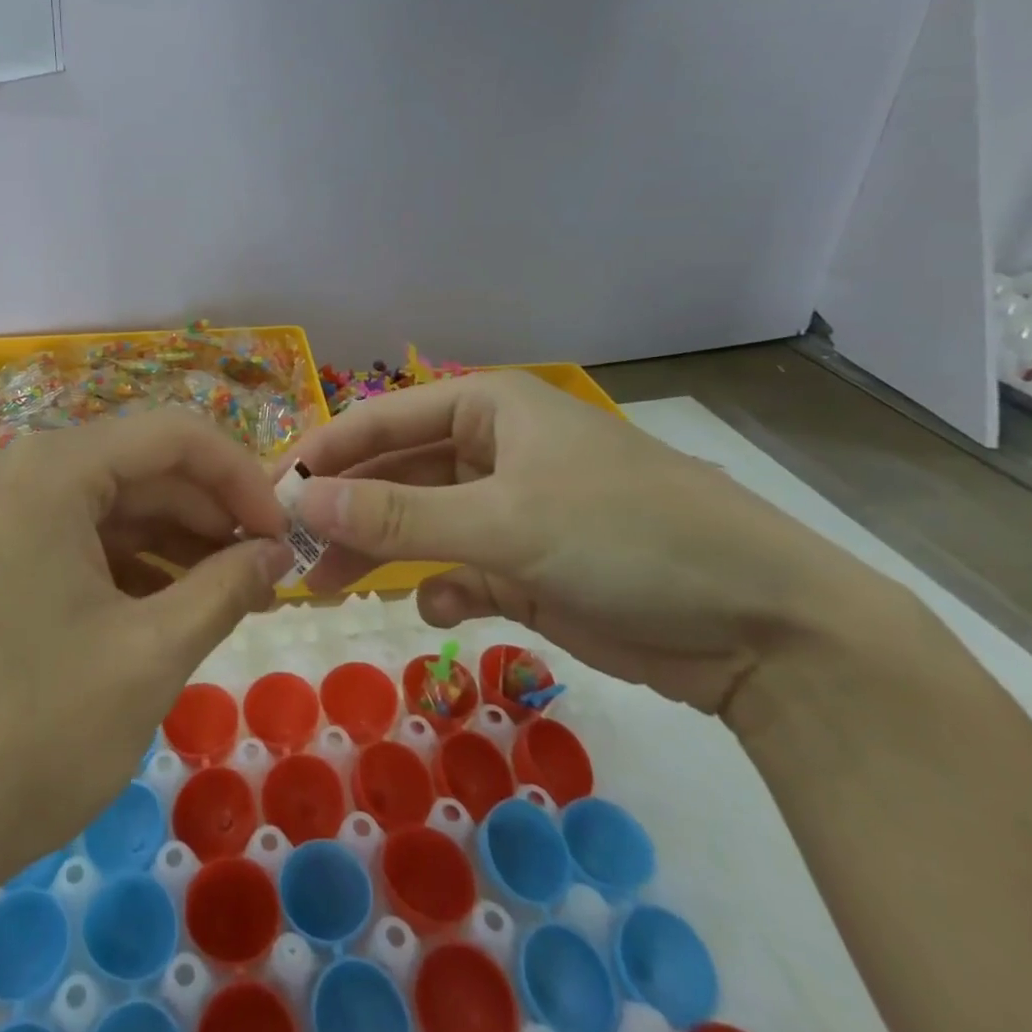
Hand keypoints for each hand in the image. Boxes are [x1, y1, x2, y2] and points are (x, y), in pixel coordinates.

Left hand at [0, 409, 293, 902]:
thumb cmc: (28, 735)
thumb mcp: (150, 655)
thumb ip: (226, 587)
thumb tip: (277, 553)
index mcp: (54, 468)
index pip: (177, 435)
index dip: (244, 477)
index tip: (285, 537)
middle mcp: (22, 471)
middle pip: (145, 467)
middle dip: (213, 516)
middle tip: (266, 576)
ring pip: (115, 506)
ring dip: (178, 545)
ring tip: (231, 598)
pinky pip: (80, 540)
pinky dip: (133, 567)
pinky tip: (172, 611)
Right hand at [281, 371, 863, 715]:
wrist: (762, 624)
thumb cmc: (625, 536)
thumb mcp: (504, 521)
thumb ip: (397, 517)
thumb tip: (300, 502)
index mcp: (488, 407)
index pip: (381, 419)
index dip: (324, 454)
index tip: (269, 493)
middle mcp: (493, 448)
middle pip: (395, 472)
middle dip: (346, 510)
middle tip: (290, 552)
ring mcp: (511, 507)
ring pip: (420, 523)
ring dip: (379, 553)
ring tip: (330, 589)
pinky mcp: (528, 563)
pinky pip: (459, 566)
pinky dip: (439, 586)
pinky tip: (434, 607)